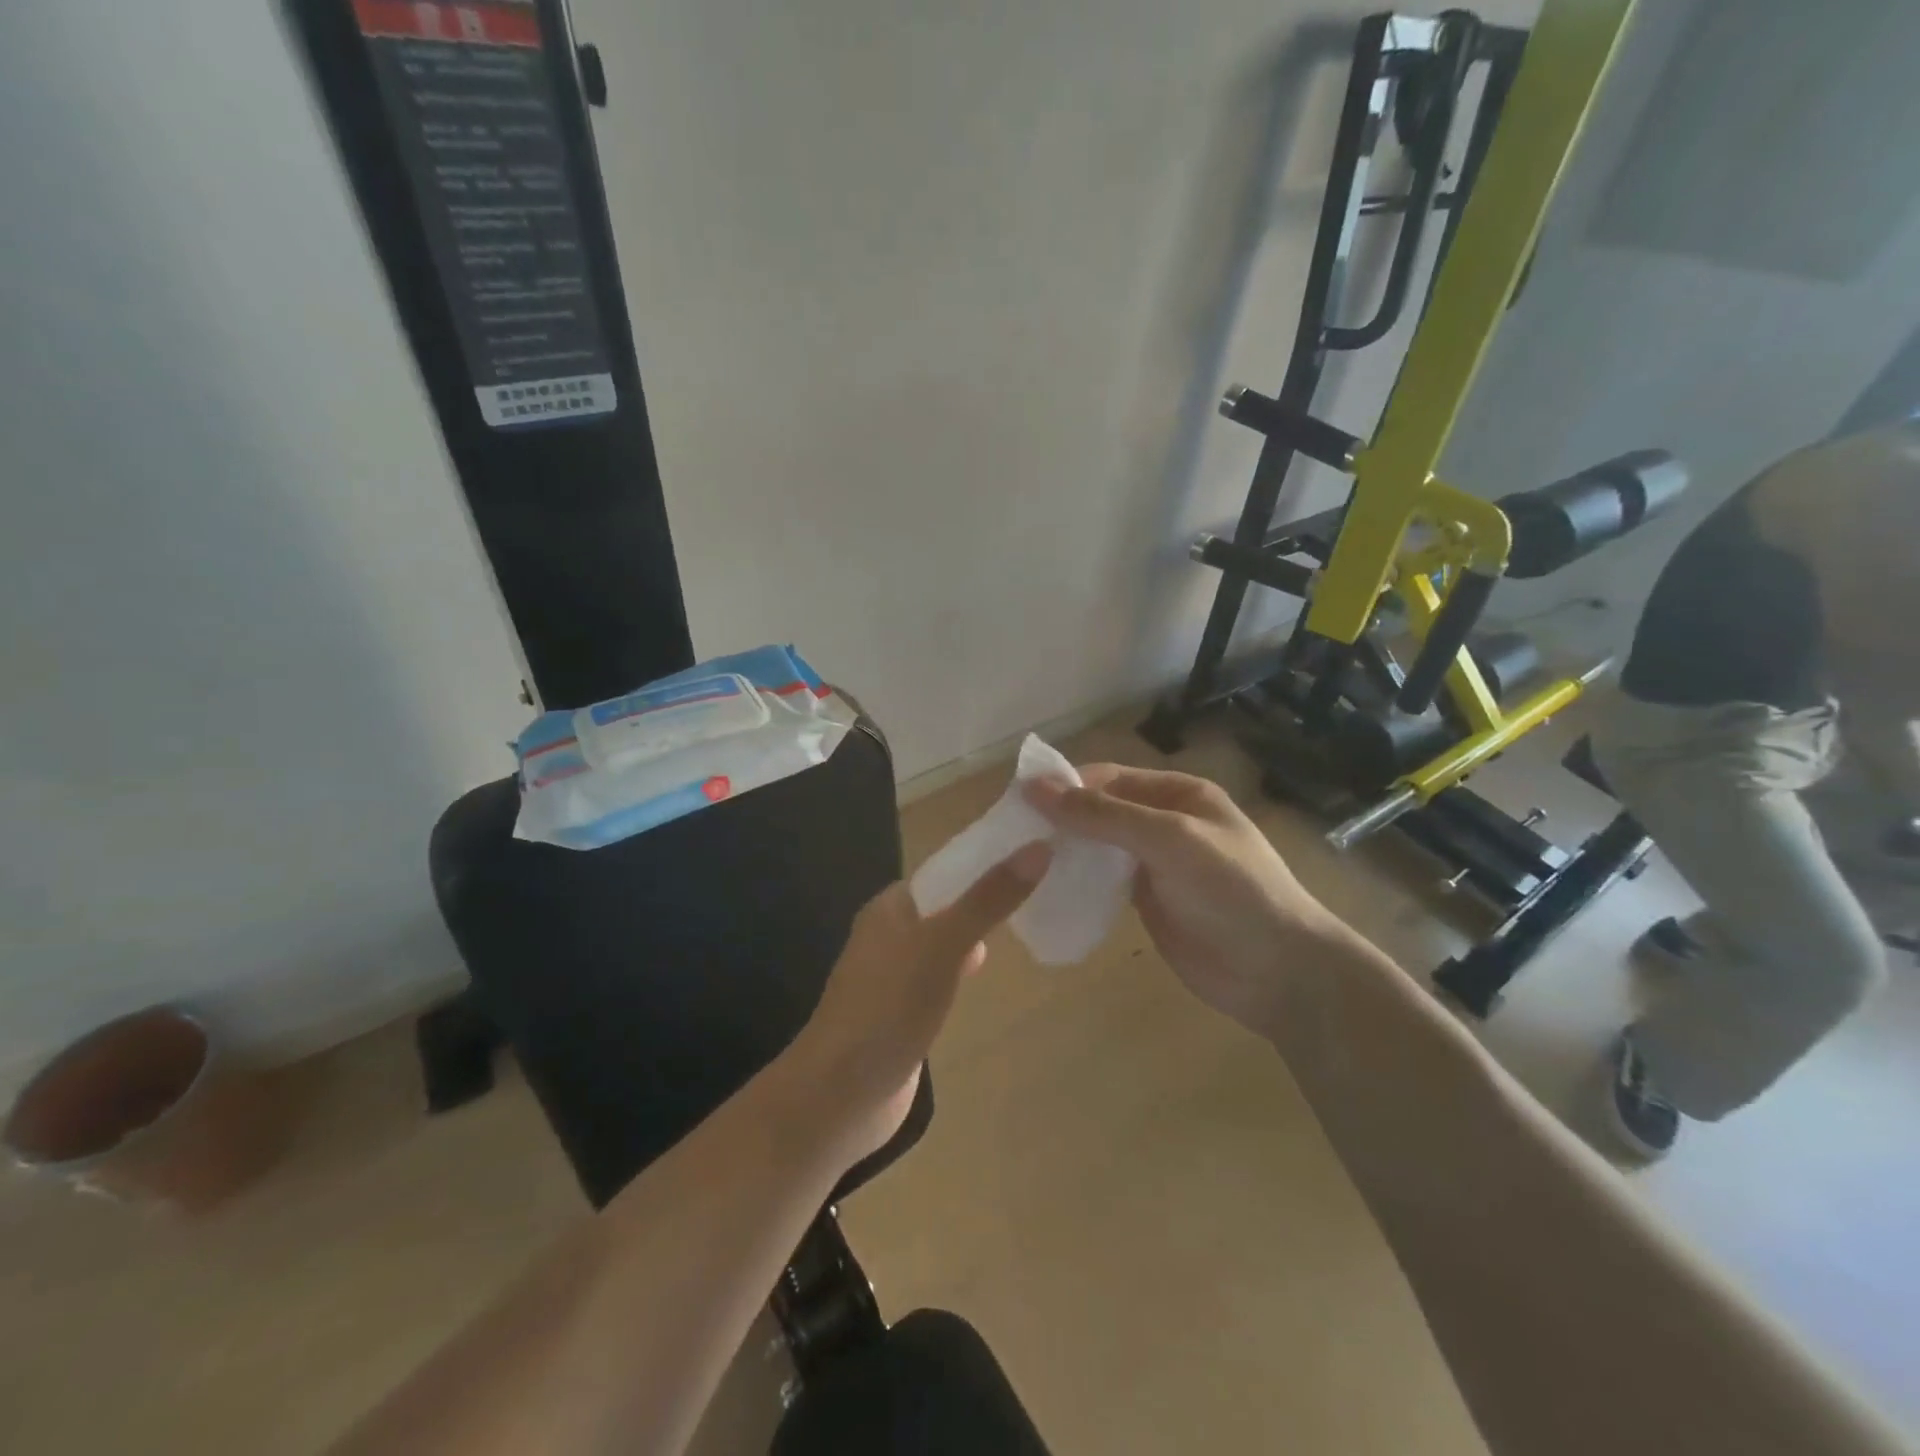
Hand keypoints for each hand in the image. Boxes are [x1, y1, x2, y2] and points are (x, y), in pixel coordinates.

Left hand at [784, 842, 1050, 1162]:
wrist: (840, 1096)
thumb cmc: (888, 1008)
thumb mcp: (943, 945)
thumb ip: (988, 899)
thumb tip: (1039, 847)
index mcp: (890, 907)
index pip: (944, 871)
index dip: (985, 862)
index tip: (1034, 856)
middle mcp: (888, 934)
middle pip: (946, 906)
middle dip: (986, 899)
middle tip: (1040, 892)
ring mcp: (892, 976)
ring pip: (943, 942)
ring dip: (975, 935)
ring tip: (1024, 925)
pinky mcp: (901, 1013)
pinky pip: (939, 978)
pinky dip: (962, 971)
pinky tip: (983, 976)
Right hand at [1030, 765, 1357, 1037]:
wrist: (1280, 972)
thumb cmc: (1231, 890)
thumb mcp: (1168, 840)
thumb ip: (1103, 815)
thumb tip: (1035, 787)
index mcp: (1178, 793)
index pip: (1108, 778)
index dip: (1065, 786)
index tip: (1017, 804)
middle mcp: (1164, 822)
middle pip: (1100, 810)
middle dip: (1060, 819)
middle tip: (1009, 836)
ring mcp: (1156, 864)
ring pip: (1098, 846)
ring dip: (1064, 849)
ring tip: (1018, 860)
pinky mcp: (1148, 901)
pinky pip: (1103, 880)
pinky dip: (1076, 879)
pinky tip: (1046, 887)